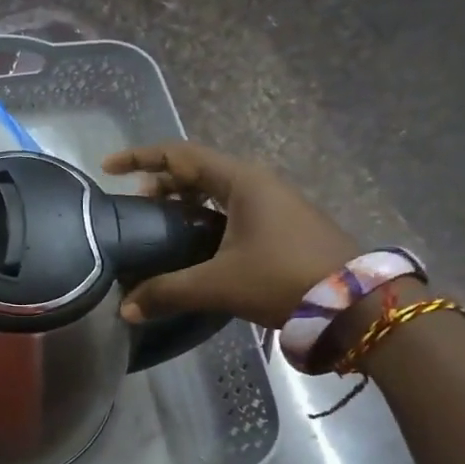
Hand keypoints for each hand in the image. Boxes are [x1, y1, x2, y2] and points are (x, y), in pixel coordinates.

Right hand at [101, 142, 358, 327]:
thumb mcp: (219, 284)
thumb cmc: (283, 279)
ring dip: (185, 201)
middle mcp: (258, 184)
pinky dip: (206, 218)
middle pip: (198, 170)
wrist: (356, 305)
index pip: (180, 155)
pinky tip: (196, 246)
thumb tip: (125, 308)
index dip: (141, 158)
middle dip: (162, 182)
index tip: (108, 168)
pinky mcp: (283, 227)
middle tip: (134, 204)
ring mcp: (275, 205)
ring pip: (218, 191)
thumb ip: (167, 292)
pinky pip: (233, 210)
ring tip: (160, 224)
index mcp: (241, 181)